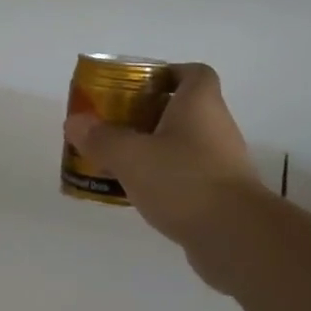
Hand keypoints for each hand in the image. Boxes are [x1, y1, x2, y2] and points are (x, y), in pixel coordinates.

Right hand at [63, 63, 267, 250]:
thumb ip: (101, 138)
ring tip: (117, 161)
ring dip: (152, 149)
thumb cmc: (184, 180)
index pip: (193, 73)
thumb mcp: (131, 156)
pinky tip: (137, 193)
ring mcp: (221, 163)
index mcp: (200, 104)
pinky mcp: (220, 195)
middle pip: (182, 110)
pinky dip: (163, 179)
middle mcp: (216, 127)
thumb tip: (75, 122)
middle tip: (113, 125)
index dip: (167, 74)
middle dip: (146, 115)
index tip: (136, 87)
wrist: (235, 237)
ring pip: (182, 145)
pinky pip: (186, 176)